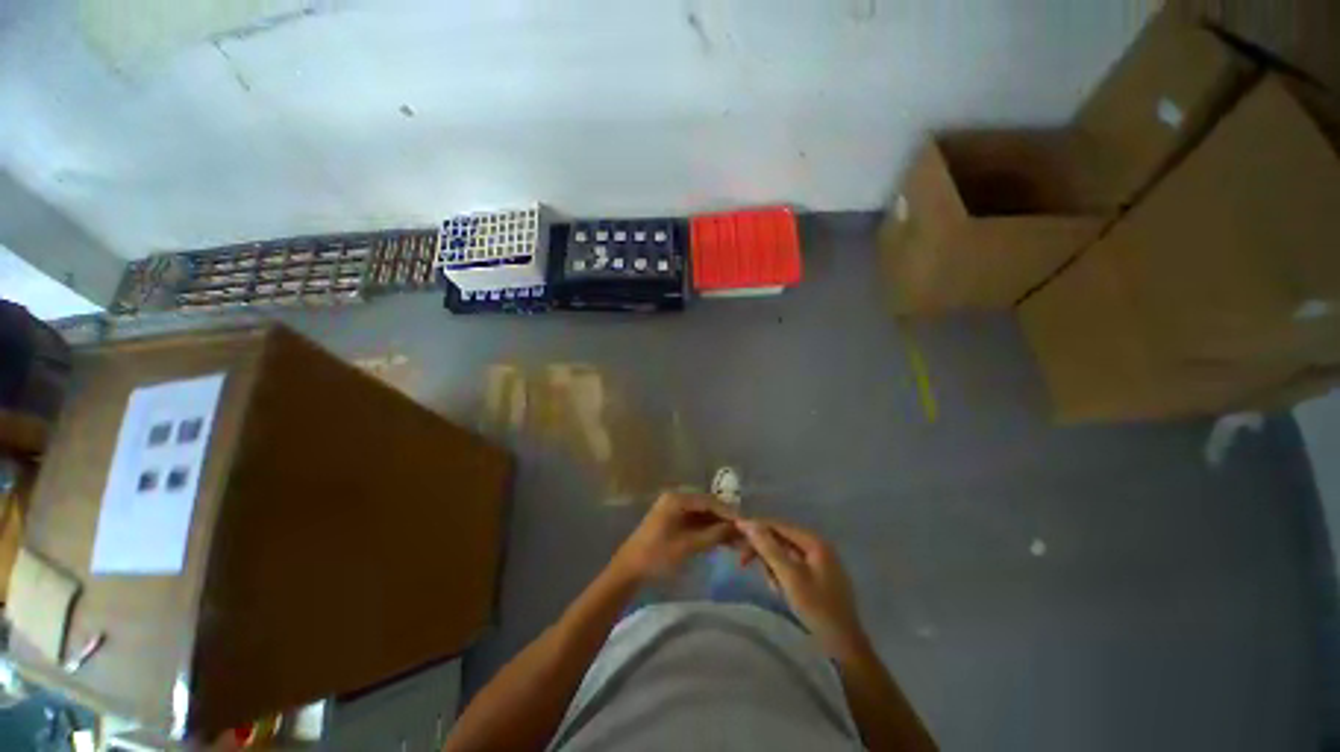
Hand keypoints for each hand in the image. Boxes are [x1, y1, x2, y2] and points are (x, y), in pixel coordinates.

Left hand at [611, 492, 737, 583]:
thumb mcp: (688, 546)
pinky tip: (721, 540)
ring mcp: (674, 509)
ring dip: (718, 526)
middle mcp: (676, 498)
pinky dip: (708, 530)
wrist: (629, 570)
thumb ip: (714, 535)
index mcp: (677, 499)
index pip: (709, 501)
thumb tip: (738, 527)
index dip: (728, 513)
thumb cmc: (657, 556)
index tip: (746, 525)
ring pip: (702, 514)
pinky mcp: (673, 520)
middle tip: (743, 533)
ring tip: (736, 539)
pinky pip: (695, 521)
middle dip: (725, 519)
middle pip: (707, 506)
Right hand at [738, 520, 867, 657]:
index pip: (779, 525)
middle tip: (743, 562)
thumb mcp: (789, 576)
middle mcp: (817, 546)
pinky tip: (779, 590)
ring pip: (784, 553)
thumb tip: (748, 523)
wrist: (844, 647)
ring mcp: (818, 562)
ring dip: (772, 565)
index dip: (756, 526)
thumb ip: (769, 548)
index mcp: (814, 542)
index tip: (734, 531)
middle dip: (763, 550)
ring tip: (771, 585)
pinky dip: (781, 574)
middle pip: (781, 538)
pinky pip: (791, 566)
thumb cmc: (817, 608)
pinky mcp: (817, 577)